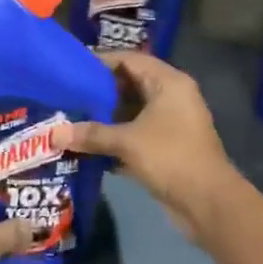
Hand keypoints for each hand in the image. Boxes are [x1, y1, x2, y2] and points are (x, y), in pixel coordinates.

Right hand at [58, 51, 237, 246]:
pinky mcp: (167, 146)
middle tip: (66, 95)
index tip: (71, 69)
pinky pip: (136, 133)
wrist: (209, 203)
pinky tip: (87, 145)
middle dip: (99, 92)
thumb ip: (91, 134)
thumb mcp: (127, 142)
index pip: (129, 59)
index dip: (100, 62)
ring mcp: (171, 122)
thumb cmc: (171, 158)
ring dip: (105, 117)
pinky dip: (115, 137)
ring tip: (71, 118)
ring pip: (132, 111)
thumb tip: (53, 133)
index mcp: (168, 82)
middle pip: (129, 84)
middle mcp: (171, 96)